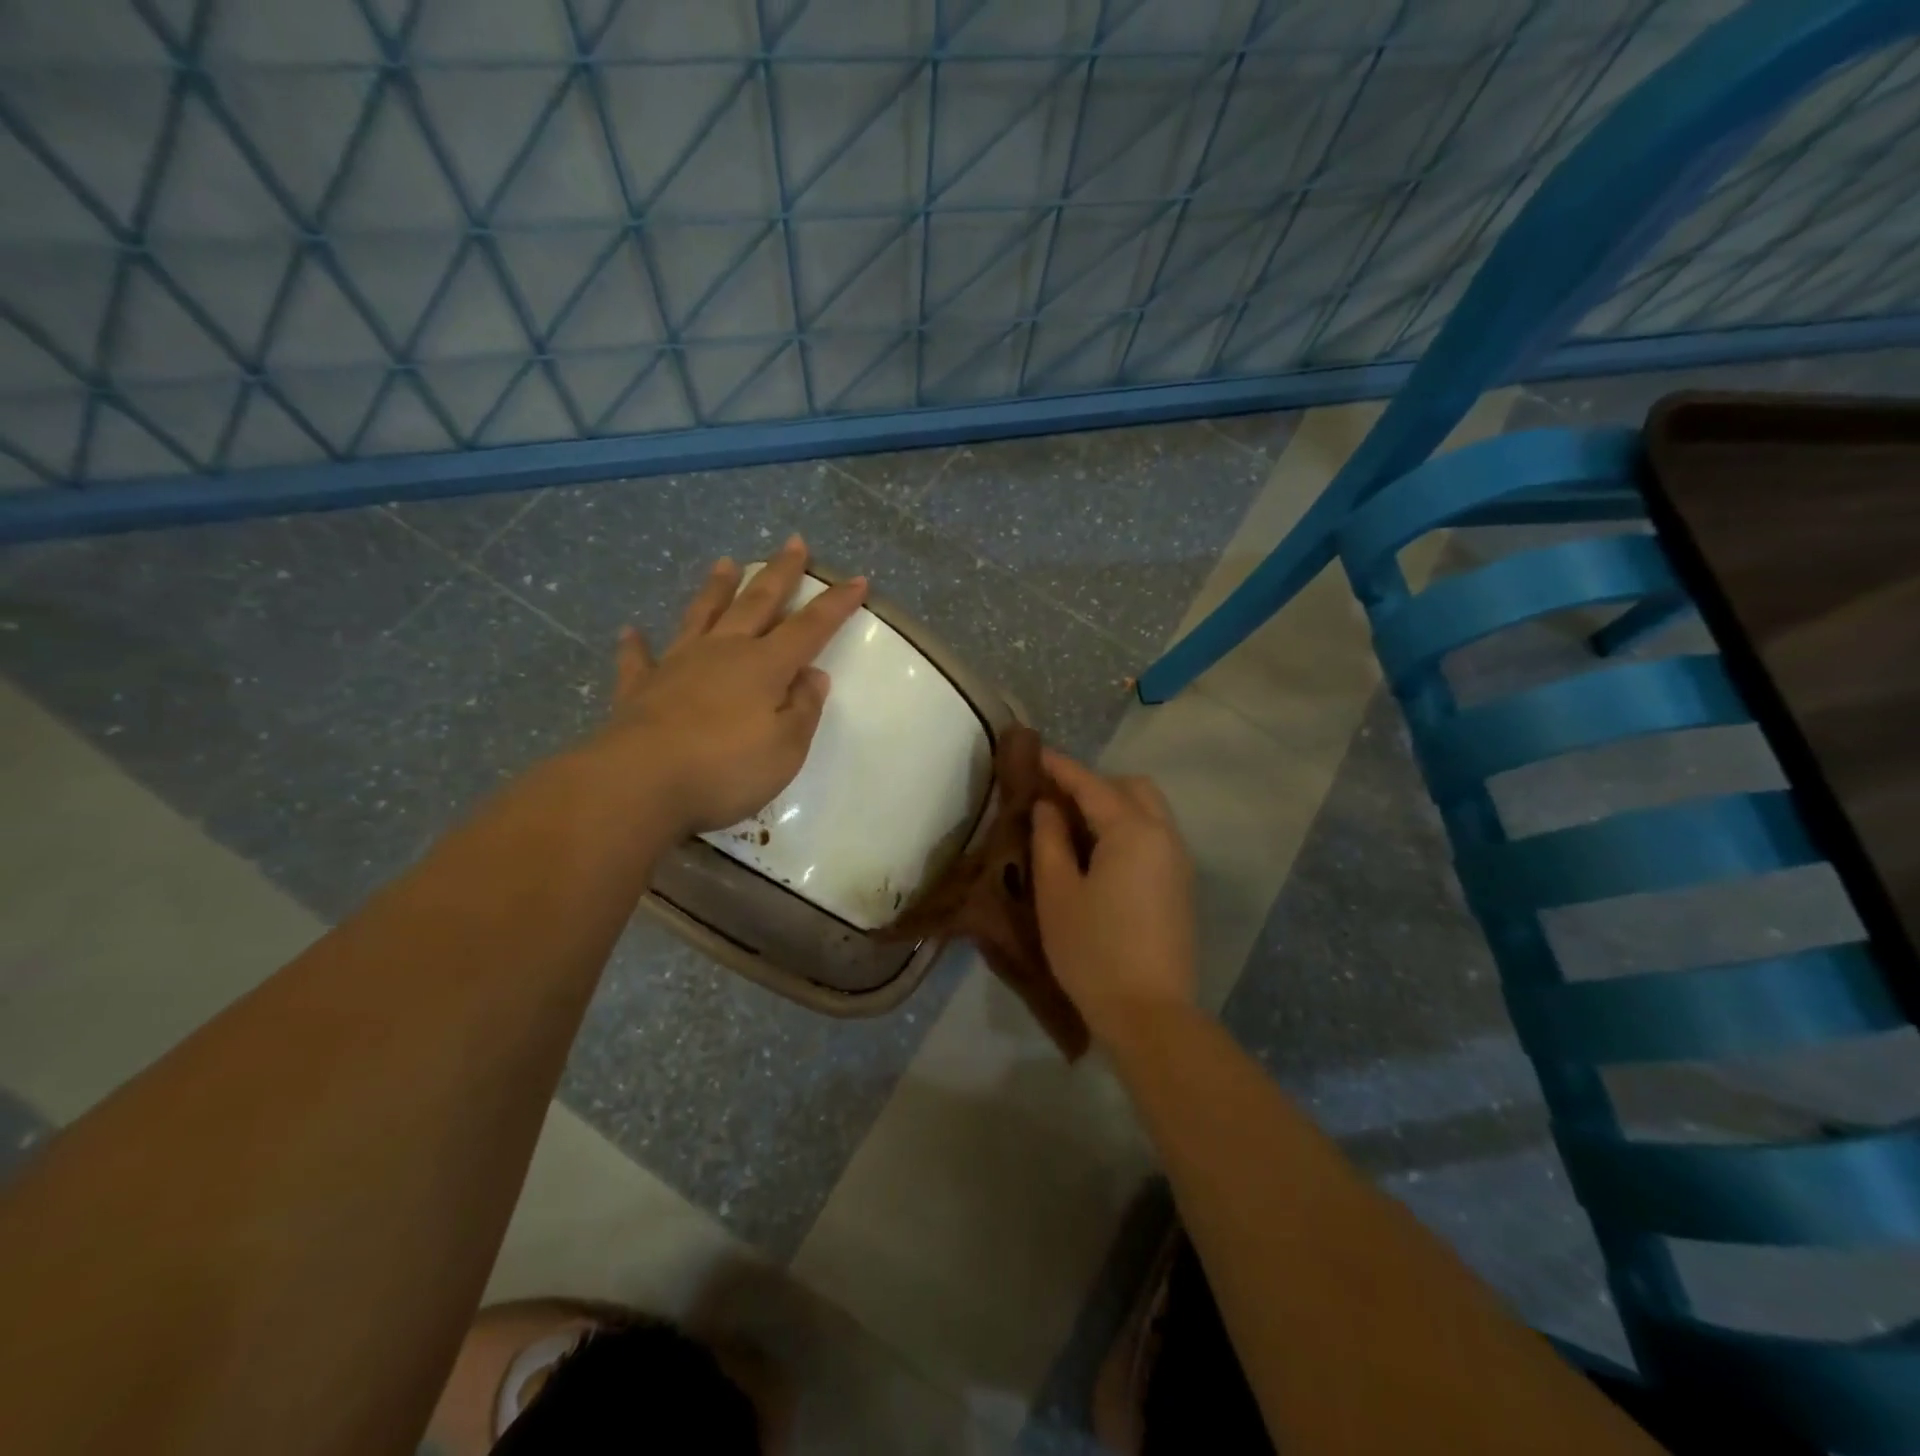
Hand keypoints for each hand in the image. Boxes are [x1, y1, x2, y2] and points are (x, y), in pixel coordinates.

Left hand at [592, 535, 866, 835]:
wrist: (639, 784)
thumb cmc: (725, 769)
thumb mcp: (785, 749)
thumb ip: (803, 709)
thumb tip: (812, 675)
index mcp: (764, 666)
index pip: (810, 627)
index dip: (835, 604)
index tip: (857, 580)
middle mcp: (723, 652)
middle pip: (756, 603)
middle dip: (779, 573)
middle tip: (794, 543)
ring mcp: (678, 665)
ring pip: (702, 615)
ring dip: (716, 588)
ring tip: (725, 562)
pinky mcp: (641, 688)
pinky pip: (640, 659)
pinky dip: (637, 644)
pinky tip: (631, 631)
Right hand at [1030, 750, 1196, 1053]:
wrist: (1150, 1014)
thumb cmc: (1093, 951)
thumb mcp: (1057, 894)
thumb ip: (1050, 840)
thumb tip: (1049, 807)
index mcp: (1132, 831)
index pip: (1091, 784)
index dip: (1060, 767)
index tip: (1034, 753)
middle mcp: (1164, 835)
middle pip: (1131, 788)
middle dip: (1094, 784)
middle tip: (1055, 801)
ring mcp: (1178, 861)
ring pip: (1148, 811)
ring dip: (1113, 807)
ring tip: (1074, 829)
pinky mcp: (1181, 886)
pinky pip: (1155, 837)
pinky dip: (1128, 829)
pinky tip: (1100, 856)